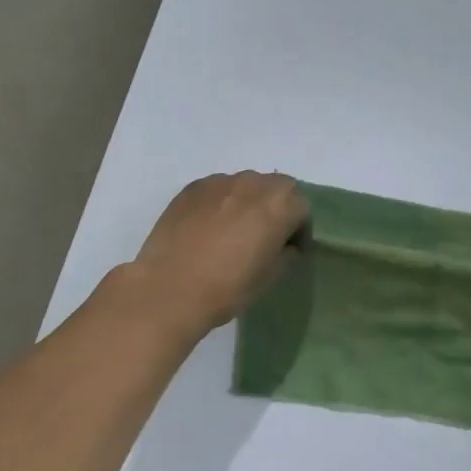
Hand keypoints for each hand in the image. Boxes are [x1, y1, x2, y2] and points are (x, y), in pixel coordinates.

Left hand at [129, 173, 309, 338]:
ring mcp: (220, 182)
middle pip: (276, 188)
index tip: (291, 250)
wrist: (169, 288)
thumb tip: (284, 244)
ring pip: (245, 185)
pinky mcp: (192, 188)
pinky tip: (208, 229)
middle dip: (276, 208)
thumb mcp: (270, 276)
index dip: (299, 230)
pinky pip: (218, 190)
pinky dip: (221, 203)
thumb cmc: (228, 287)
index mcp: (280, 203)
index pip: (301, 207)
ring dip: (248, 202)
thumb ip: (284, 252)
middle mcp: (253, 183)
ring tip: (234, 231)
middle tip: (266, 236)